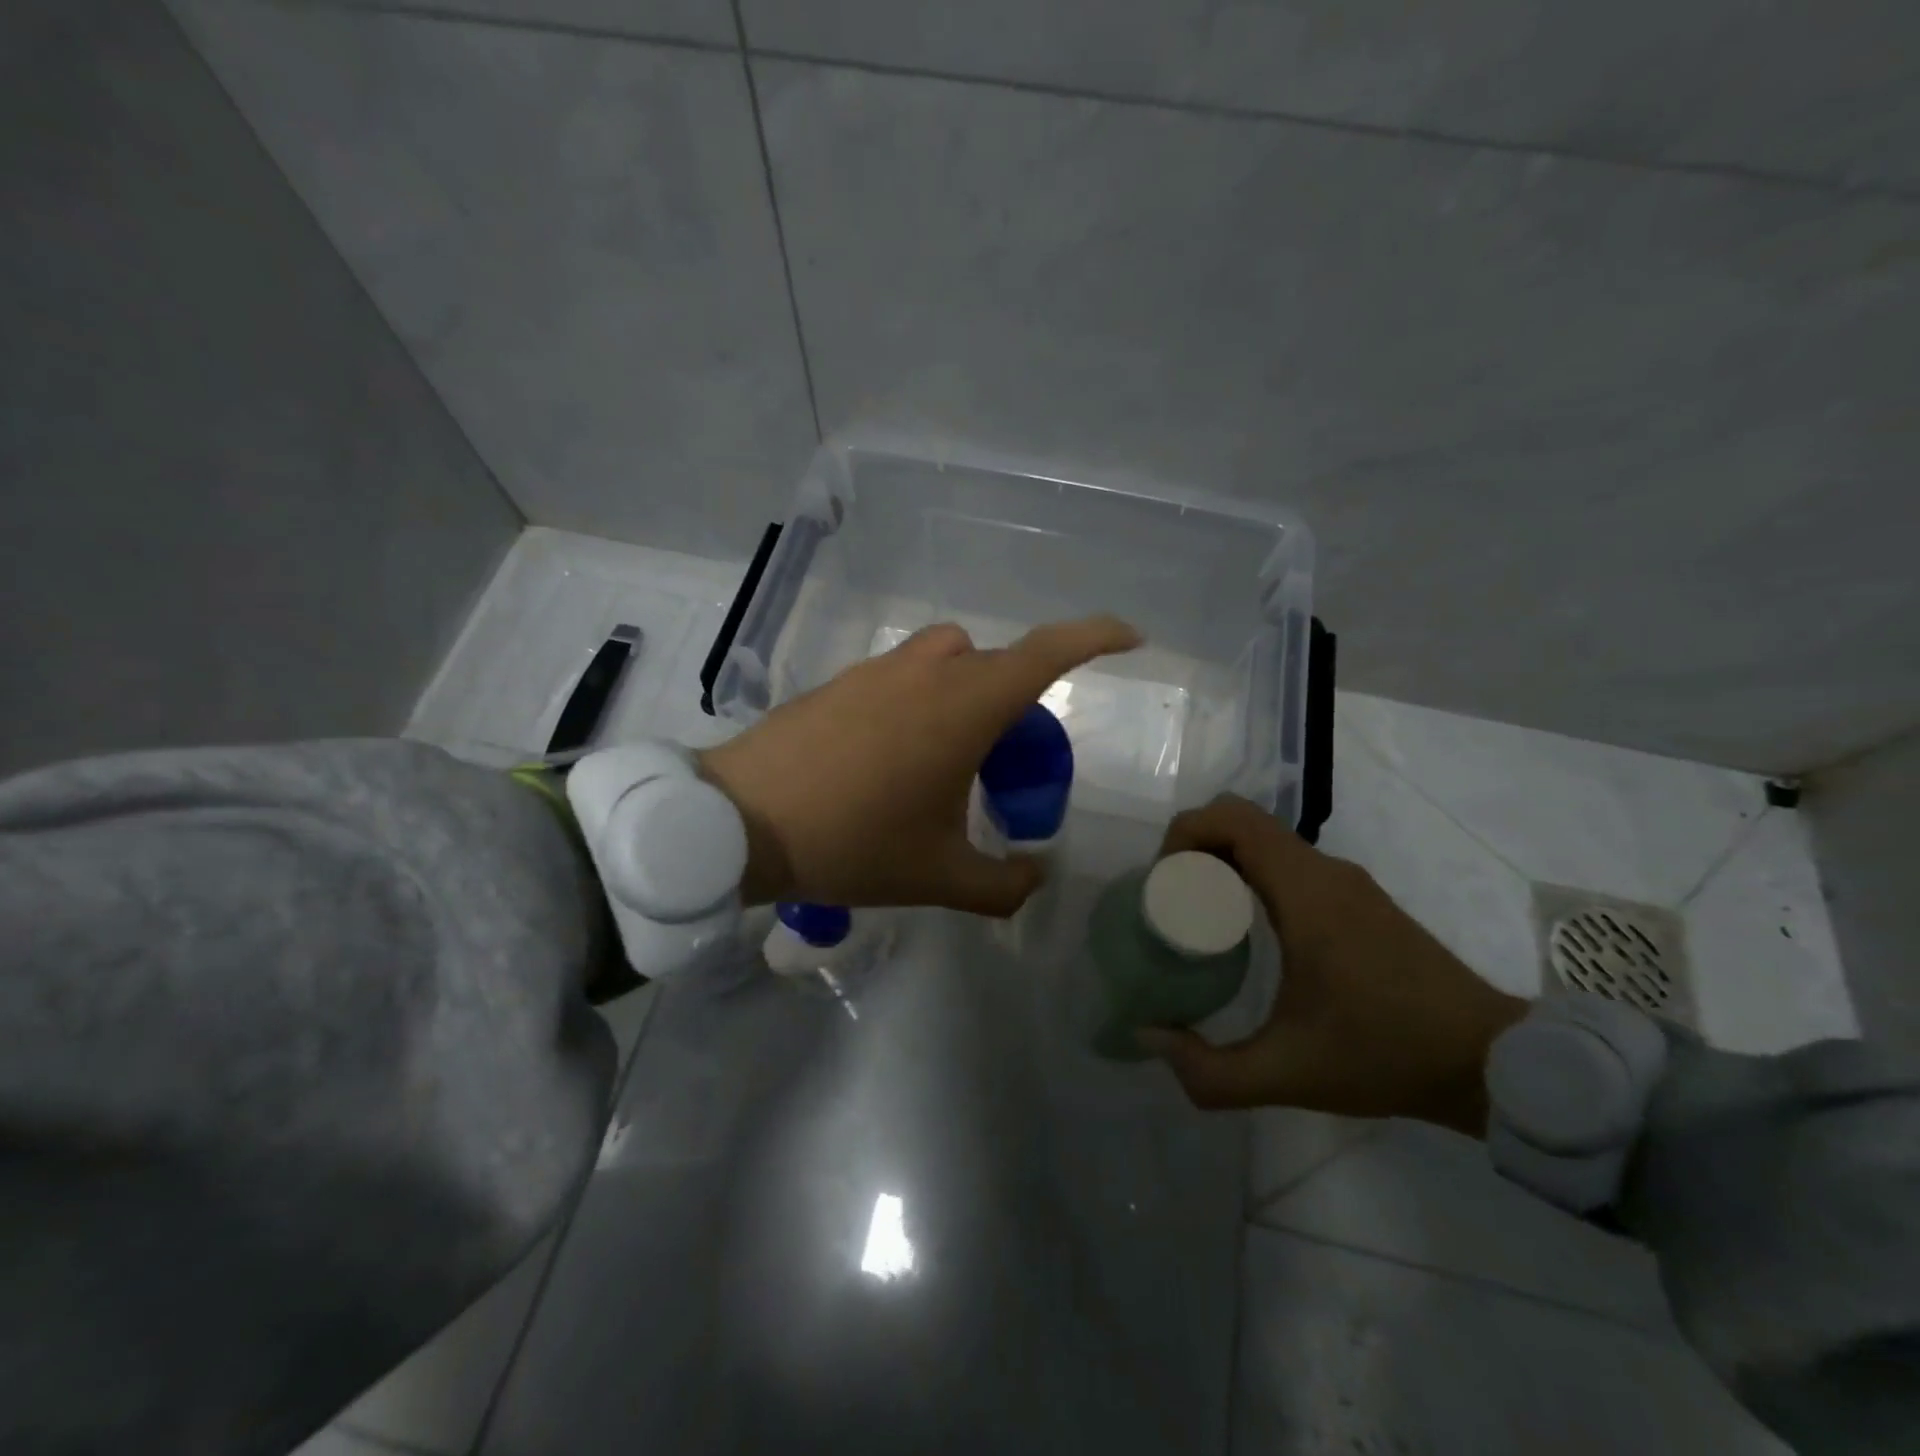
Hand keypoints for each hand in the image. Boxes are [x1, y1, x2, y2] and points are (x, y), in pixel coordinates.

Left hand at [697, 616, 1140, 914]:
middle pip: (997, 663)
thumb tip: (1035, 878)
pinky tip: (891, 759)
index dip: (1096, 637)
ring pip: (948, 661)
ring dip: (966, 693)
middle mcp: (929, 671)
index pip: (1048, 651)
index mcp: (966, 705)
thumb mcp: (939, 876)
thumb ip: (1003, 885)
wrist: (740, 821)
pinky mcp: (842, 681)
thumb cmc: (853, 842)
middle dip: (1018, 700)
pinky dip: (920, 701)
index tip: (1129, 639)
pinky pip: (902, 676)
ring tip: (949, 757)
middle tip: (1009, 760)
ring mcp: (879, 670)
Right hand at [1138, 795, 1526, 1136]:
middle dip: (1195, 846)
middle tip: (1173, 899)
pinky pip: (1289, 861)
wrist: (1494, 1064)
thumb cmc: (1387, 1054)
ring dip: (1223, 858)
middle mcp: (1324, 872)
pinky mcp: (1359, 899)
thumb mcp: (1289, 1074)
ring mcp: (1347, 883)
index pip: (1232, 819)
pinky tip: (1247, 928)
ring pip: (1266, 839)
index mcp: (1305, 892)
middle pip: (1242, 820)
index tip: (1163, 882)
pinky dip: (1251, 872)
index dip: (1184, 835)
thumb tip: (1150, 1039)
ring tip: (1199, 915)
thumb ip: (1210, 1071)